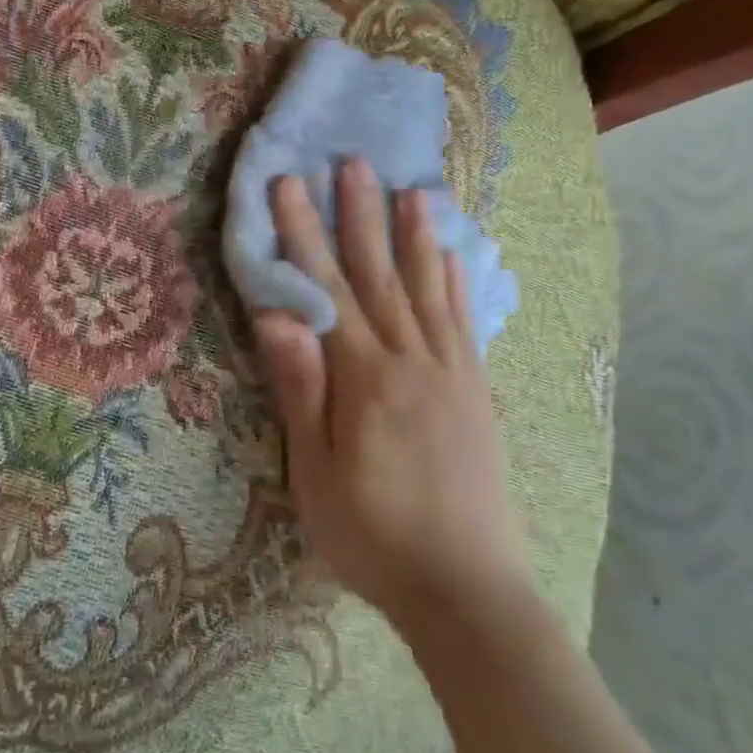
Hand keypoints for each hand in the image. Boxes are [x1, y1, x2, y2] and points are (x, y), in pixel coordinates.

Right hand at [252, 158, 529, 628]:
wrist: (467, 592)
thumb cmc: (372, 534)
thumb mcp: (314, 471)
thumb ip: (300, 388)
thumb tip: (276, 315)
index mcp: (365, 378)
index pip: (326, 289)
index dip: (303, 234)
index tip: (289, 185)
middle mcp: (412, 360)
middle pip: (379, 275)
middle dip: (360, 215)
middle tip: (353, 161)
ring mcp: (452, 373)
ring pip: (430, 288)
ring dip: (416, 235)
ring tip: (413, 188)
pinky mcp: (476, 391)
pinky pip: (464, 322)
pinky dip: (458, 281)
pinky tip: (456, 255)